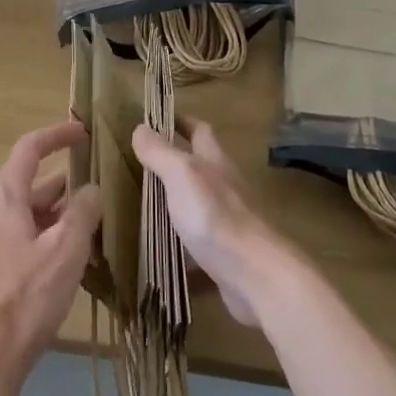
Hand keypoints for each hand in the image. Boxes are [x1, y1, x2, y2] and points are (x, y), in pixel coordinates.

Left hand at [0, 122, 100, 395]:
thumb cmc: (27, 295)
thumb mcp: (67, 248)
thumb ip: (83, 211)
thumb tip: (91, 189)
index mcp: (4, 195)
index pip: (30, 148)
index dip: (57, 135)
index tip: (83, 132)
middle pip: (30, 181)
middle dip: (65, 182)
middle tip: (98, 186)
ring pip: (26, 212)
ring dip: (57, 211)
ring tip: (92, 222)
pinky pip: (20, 236)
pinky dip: (45, 234)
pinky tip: (68, 255)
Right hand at [131, 121, 296, 329]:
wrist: (256, 276)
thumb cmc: (216, 217)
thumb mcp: (182, 176)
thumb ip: (161, 153)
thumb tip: (140, 127)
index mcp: (215, 162)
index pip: (200, 130)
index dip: (180, 121)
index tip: (157, 118)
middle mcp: (224, 187)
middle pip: (200, 168)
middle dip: (174, 164)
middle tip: (139, 166)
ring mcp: (227, 222)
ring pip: (197, 206)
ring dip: (175, 205)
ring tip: (142, 209)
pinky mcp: (226, 256)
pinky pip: (198, 247)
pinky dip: (181, 249)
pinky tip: (161, 259)